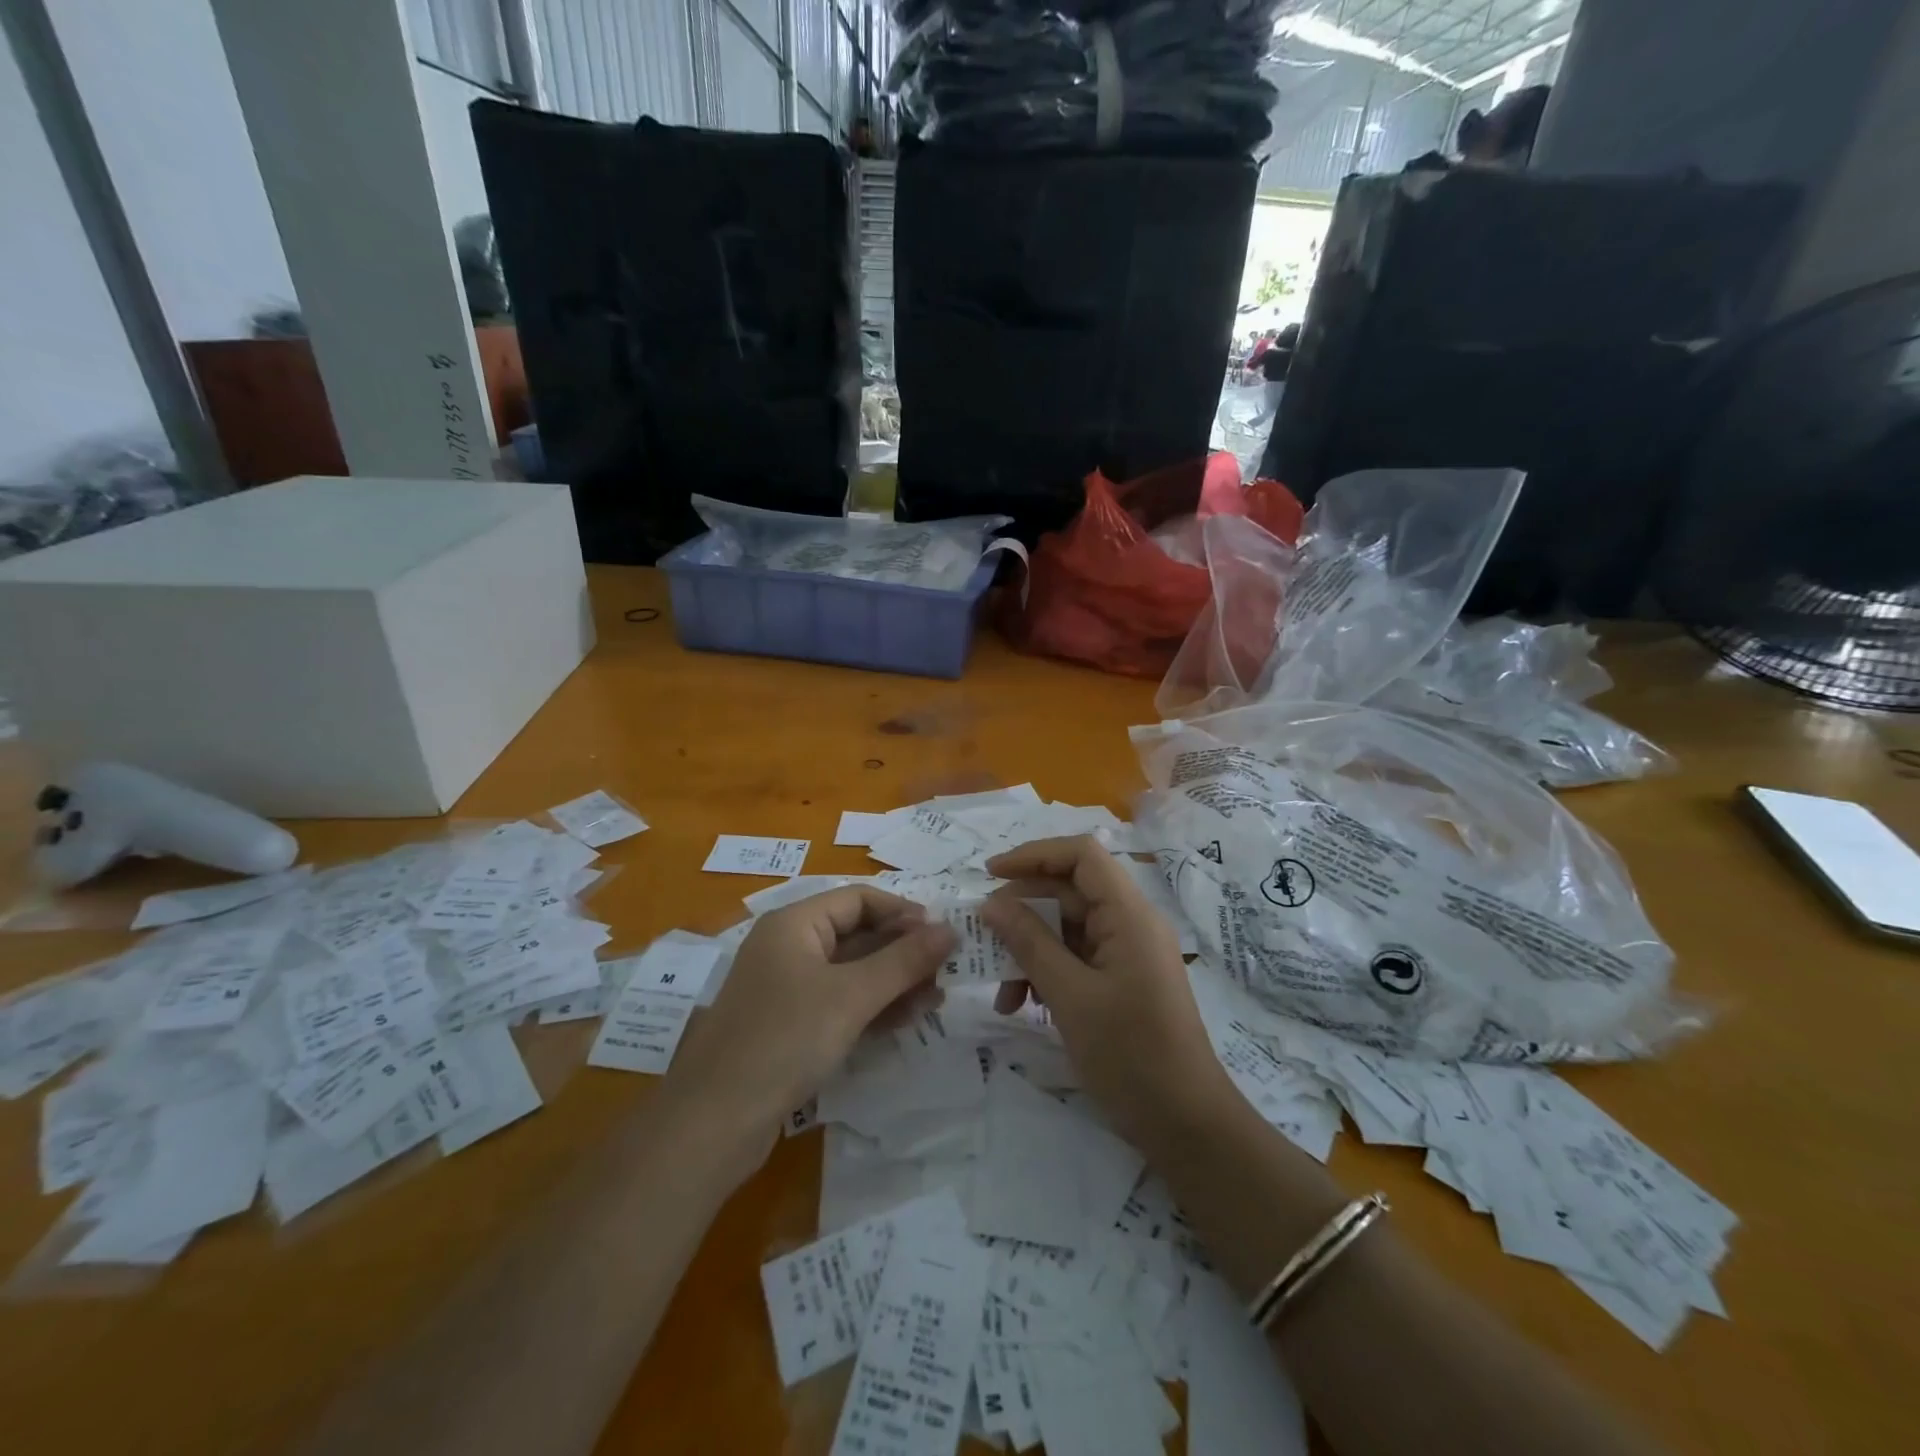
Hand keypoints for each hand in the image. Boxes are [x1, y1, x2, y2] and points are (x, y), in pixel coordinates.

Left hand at [662, 888, 956, 1165]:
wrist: (714, 1122)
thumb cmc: (785, 1039)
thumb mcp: (852, 996)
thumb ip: (904, 960)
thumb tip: (951, 929)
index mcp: (795, 924)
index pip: (859, 899)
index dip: (902, 912)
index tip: (942, 935)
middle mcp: (789, 948)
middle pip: (858, 935)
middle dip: (903, 953)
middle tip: (946, 972)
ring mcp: (788, 989)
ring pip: (852, 973)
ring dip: (893, 983)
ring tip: (935, 1001)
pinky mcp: (790, 1027)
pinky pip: (840, 1004)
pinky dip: (872, 1008)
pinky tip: (905, 1021)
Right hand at [982, 836, 1232, 1149]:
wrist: (1185, 1125)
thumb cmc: (1130, 1055)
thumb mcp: (1069, 996)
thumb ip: (1029, 943)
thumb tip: (991, 903)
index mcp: (1129, 915)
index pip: (1081, 855)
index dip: (1034, 855)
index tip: (989, 875)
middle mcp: (1132, 923)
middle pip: (1070, 891)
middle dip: (1022, 911)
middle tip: (983, 936)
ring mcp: (1128, 953)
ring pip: (1068, 928)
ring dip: (1030, 950)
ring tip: (1002, 992)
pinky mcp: (1123, 980)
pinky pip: (1077, 958)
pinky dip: (1047, 973)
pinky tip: (1022, 1004)